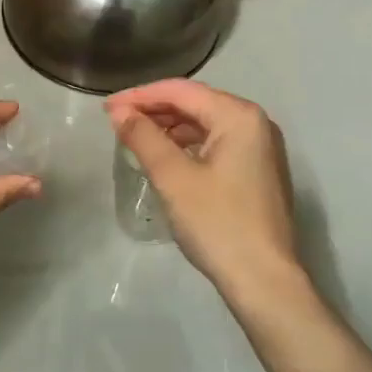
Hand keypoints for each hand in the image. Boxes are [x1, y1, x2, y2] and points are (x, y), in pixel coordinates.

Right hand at [105, 80, 301, 299]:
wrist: (264, 281)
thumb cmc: (217, 223)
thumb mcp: (173, 177)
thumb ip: (143, 137)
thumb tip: (119, 111)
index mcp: (239, 116)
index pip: (181, 91)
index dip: (140, 95)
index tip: (107, 108)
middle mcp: (255, 123)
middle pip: (196, 103)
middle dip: (154, 109)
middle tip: (117, 121)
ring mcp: (261, 148)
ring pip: (206, 124)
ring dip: (170, 127)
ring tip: (136, 137)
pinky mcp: (258, 171)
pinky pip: (216, 143)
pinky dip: (188, 144)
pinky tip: (166, 156)